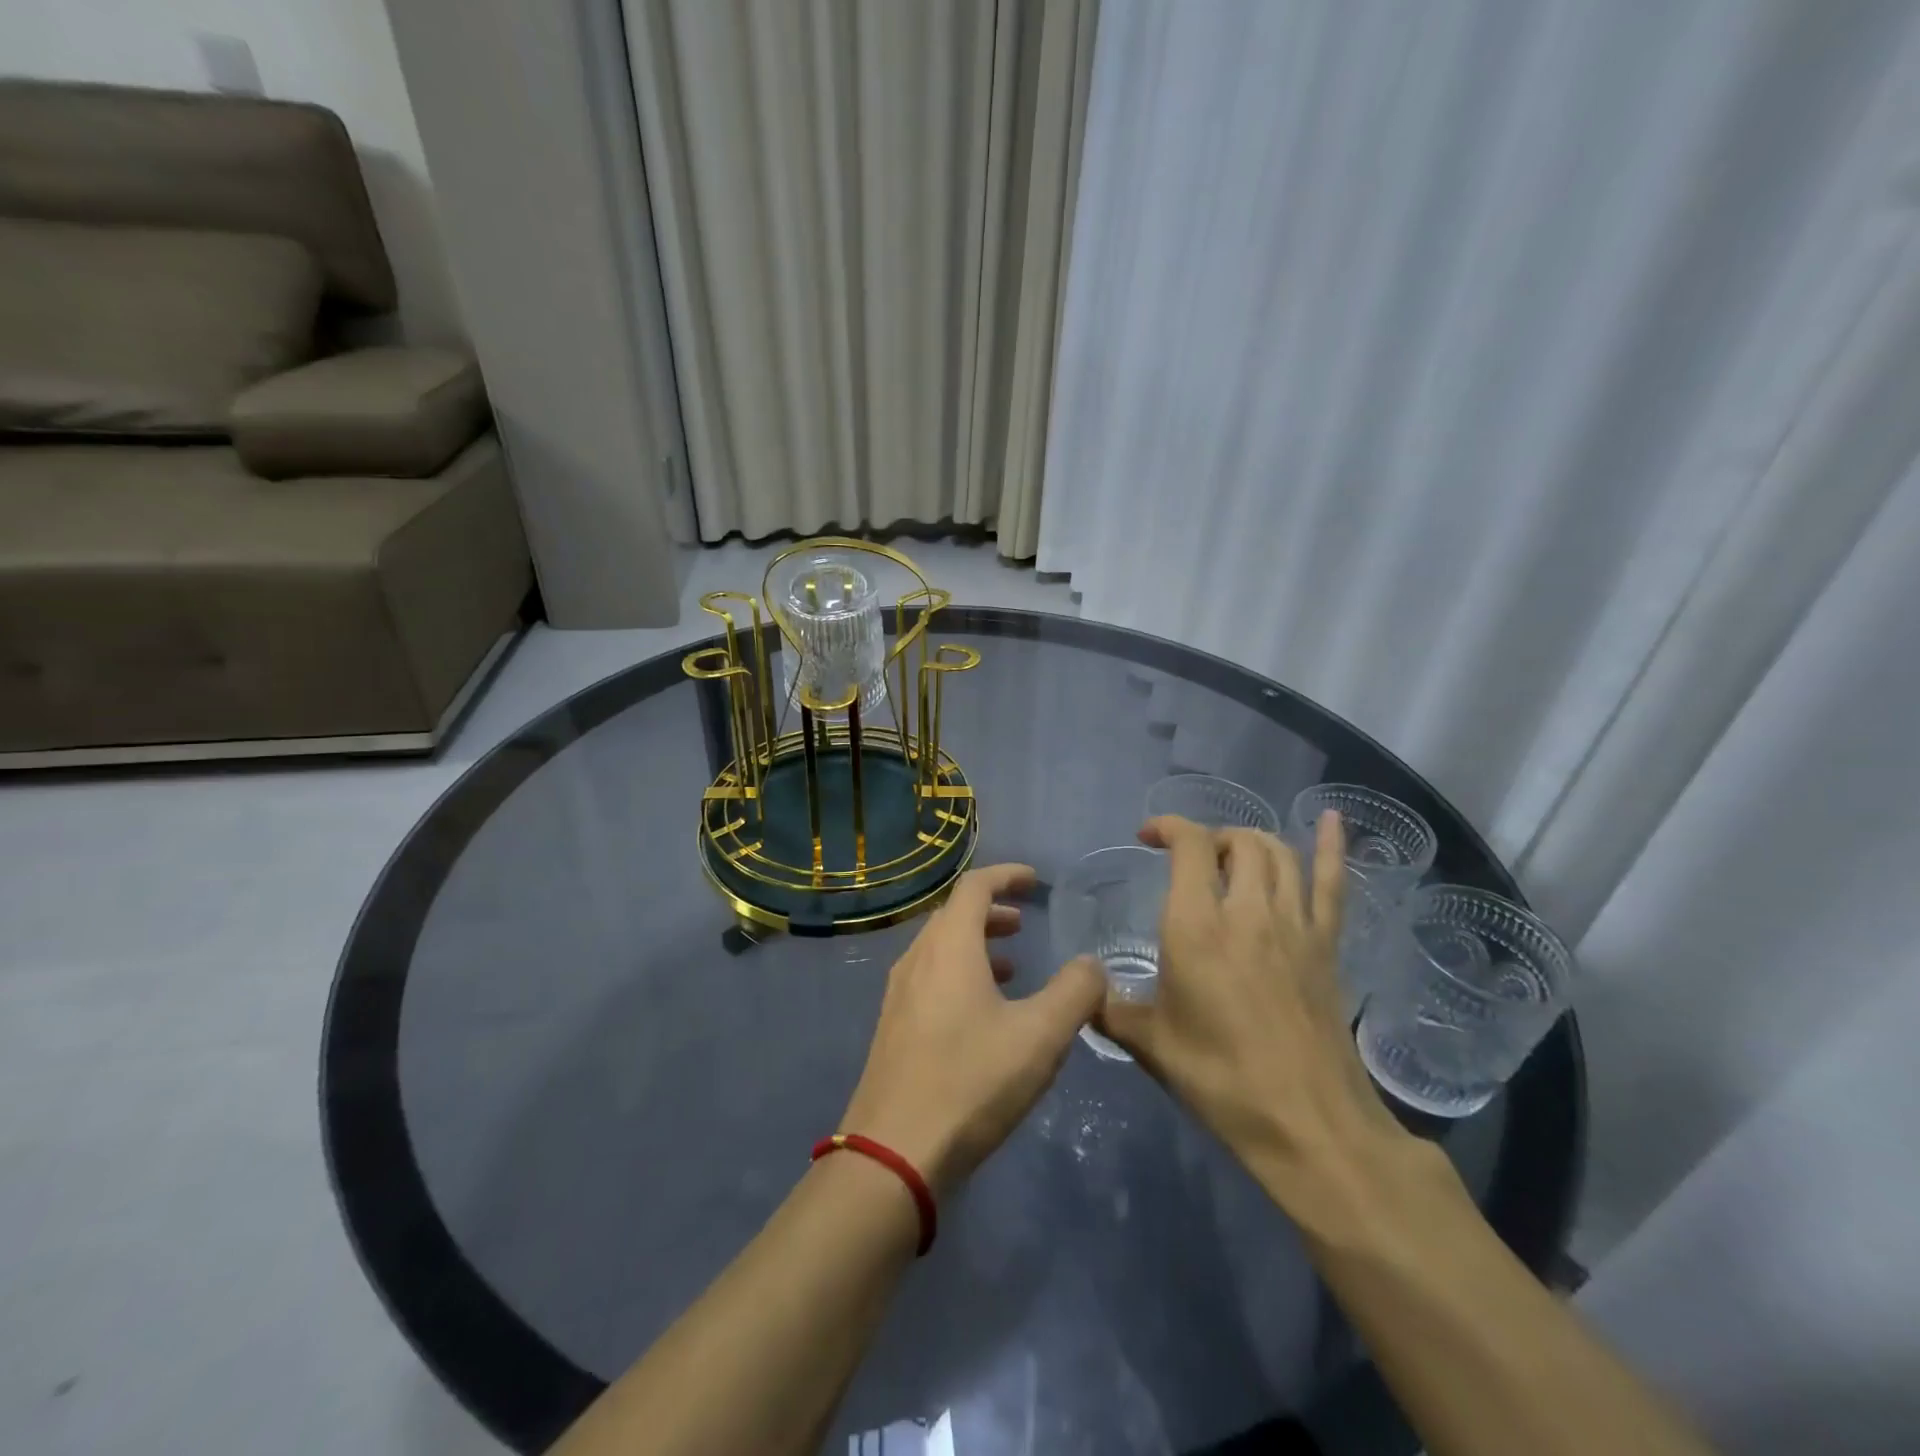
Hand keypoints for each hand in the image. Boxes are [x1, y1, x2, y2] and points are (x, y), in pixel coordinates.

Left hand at [840, 864, 1105, 1195]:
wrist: (894, 1151)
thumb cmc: (971, 1080)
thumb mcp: (1040, 1036)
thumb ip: (1075, 992)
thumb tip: (1092, 964)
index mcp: (948, 946)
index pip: (975, 886)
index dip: (1006, 876)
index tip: (1035, 881)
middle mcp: (917, 958)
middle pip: (953, 915)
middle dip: (991, 911)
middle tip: (1024, 923)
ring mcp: (899, 993)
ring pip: (939, 948)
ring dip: (975, 944)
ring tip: (1010, 966)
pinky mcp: (893, 1026)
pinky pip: (929, 977)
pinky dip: (959, 973)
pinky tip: (981, 1012)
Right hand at [1096, 813, 1408, 1209]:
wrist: (1307, 1123)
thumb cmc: (1220, 1079)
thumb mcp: (1149, 1043)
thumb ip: (1109, 1008)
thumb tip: (1082, 992)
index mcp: (1197, 927)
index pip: (1189, 847)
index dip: (1168, 827)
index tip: (1148, 836)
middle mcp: (1248, 911)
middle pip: (1237, 842)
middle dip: (1209, 838)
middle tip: (1190, 860)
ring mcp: (1295, 925)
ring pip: (1278, 854)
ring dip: (1252, 841)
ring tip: (1232, 853)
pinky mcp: (1327, 946)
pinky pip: (1332, 883)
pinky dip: (1330, 846)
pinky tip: (1329, 818)